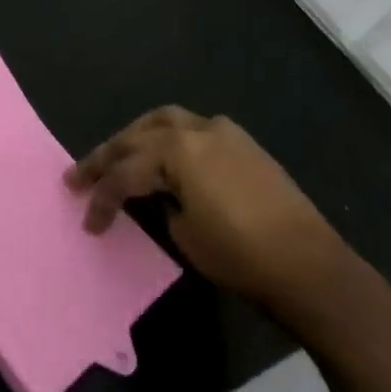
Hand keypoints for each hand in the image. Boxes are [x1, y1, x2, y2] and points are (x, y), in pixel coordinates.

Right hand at [65, 107, 355, 314]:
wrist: (312, 269)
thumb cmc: (241, 256)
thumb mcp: (184, 235)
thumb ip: (160, 205)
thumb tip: (157, 195)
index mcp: (175, 151)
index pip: (123, 173)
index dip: (101, 199)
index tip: (88, 222)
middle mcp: (194, 130)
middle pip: (135, 138)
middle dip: (105, 158)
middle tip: (78, 176)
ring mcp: (223, 132)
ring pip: (163, 122)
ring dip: (136, 137)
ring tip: (117, 154)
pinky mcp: (244, 144)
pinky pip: (193, 128)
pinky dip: (170, 137)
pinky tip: (164, 154)